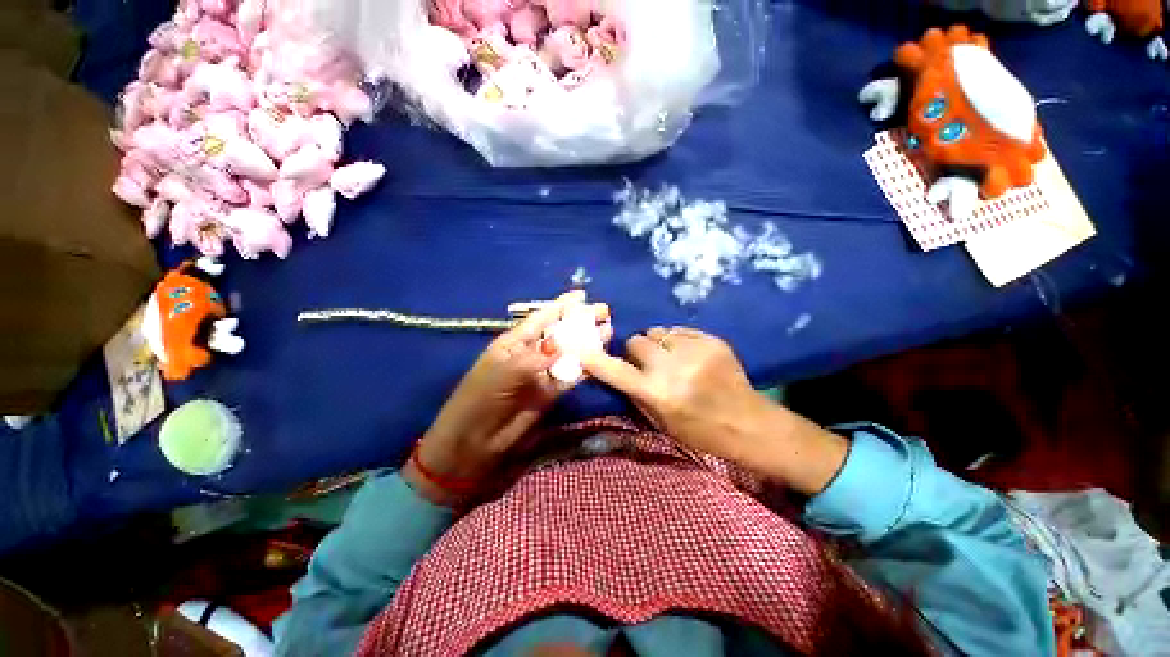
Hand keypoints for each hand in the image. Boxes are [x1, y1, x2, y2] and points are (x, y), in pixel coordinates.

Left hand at [405, 291, 611, 505]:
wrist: (474, 442)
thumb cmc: (479, 399)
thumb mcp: (501, 374)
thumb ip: (531, 359)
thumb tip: (560, 344)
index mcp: (514, 342)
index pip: (541, 318)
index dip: (561, 305)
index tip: (582, 295)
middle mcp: (531, 353)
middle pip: (560, 332)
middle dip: (580, 320)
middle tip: (603, 311)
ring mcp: (543, 373)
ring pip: (570, 352)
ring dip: (588, 341)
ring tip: (608, 328)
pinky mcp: (552, 392)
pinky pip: (572, 375)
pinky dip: (586, 365)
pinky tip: (601, 355)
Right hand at [581, 328, 847, 494]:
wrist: (749, 423)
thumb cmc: (700, 431)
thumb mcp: (661, 422)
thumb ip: (636, 393)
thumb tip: (618, 369)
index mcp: (658, 394)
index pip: (615, 371)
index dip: (595, 360)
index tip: (581, 349)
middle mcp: (672, 368)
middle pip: (637, 341)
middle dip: (636, 351)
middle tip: (647, 363)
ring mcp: (694, 350)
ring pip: (656, 332)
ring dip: (656, 344)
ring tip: (670, 358)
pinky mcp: (711, 340)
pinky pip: (679, 330)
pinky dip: (677, 341)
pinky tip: (689, 355)